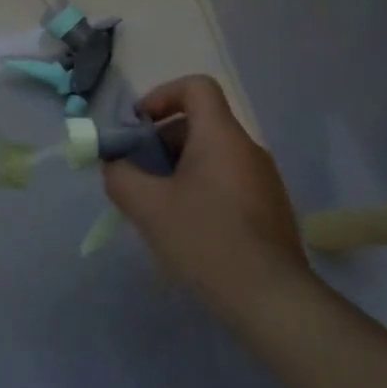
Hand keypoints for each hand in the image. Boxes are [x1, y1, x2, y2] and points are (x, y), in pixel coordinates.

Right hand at [101, 76, 313, 317]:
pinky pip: (227, 181)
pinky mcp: (270, 209)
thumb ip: (120, 176)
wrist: (271, 300)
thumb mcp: (148, 207)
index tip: (139, 126)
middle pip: (200, 123)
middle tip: (138, 174)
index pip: (196, 87)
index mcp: (221, 136)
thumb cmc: (206, 240)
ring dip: (179, 168)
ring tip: (157, 206)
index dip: (162, 95)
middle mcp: (247, 149)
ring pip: (212, 155)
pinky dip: (201, 189)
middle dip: (162, 141)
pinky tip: (187, 229)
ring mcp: (264, 180)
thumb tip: (114, 165)